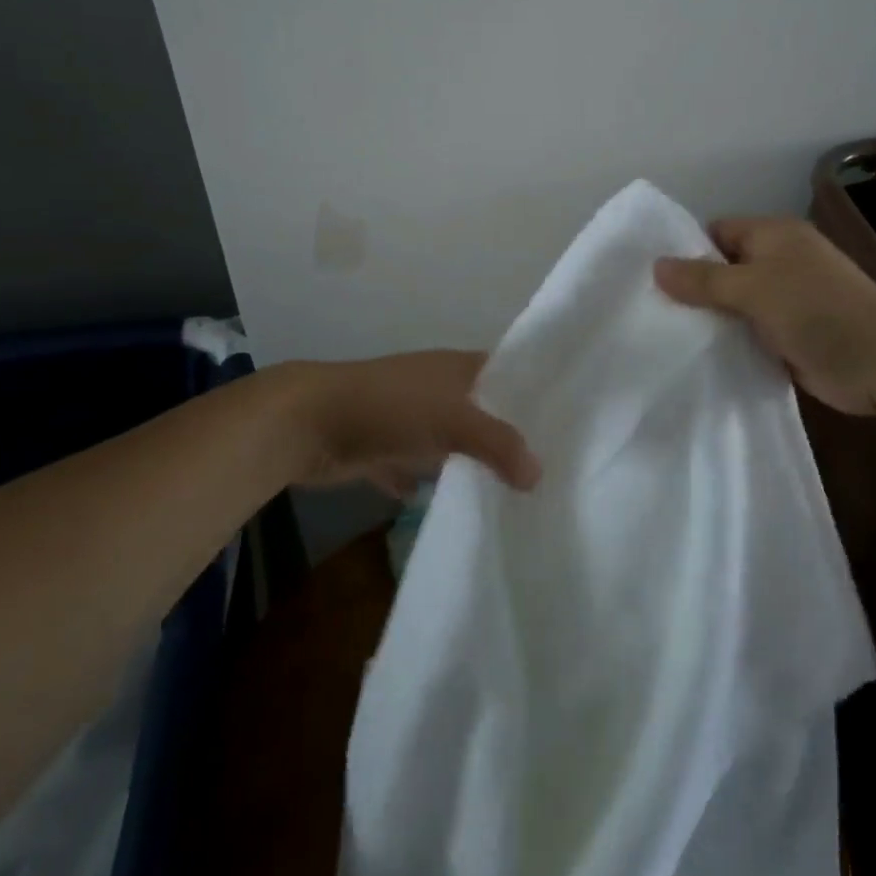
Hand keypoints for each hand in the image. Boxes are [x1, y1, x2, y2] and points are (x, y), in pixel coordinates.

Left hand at [272, 350, 540, 495]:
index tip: (566, 423)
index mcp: (458, 368)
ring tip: (511, 493)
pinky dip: (426, 483)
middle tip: (546, 469)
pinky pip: (414, 466)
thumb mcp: (454, 420)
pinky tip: (451, 507)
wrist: (309, 422)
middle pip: (481, 410)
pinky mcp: (382, 447)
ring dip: (468, 462)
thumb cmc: (391, 407)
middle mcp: (436, 387)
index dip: (533, 393)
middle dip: (506, 436)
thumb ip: (499, 444)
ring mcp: (407, 417)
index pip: (507, 373)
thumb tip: (538, 475)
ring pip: (449, 441)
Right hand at [654, 216, 875, 415]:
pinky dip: (729, 342)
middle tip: (650, 309)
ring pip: (734, 304)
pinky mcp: (789, 336)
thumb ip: (704, 279)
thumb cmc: (816, 309)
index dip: (687, 249)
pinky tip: (697, 356)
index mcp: (774, 236)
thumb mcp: (753, 287)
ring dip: (710, 319)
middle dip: (693, 288)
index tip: (653, 276)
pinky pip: (748, 333)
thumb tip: (656, 266)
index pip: (718, 232)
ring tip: (663, 334)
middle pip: (724, 269)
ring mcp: (785, 301)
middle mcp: (779, 263)